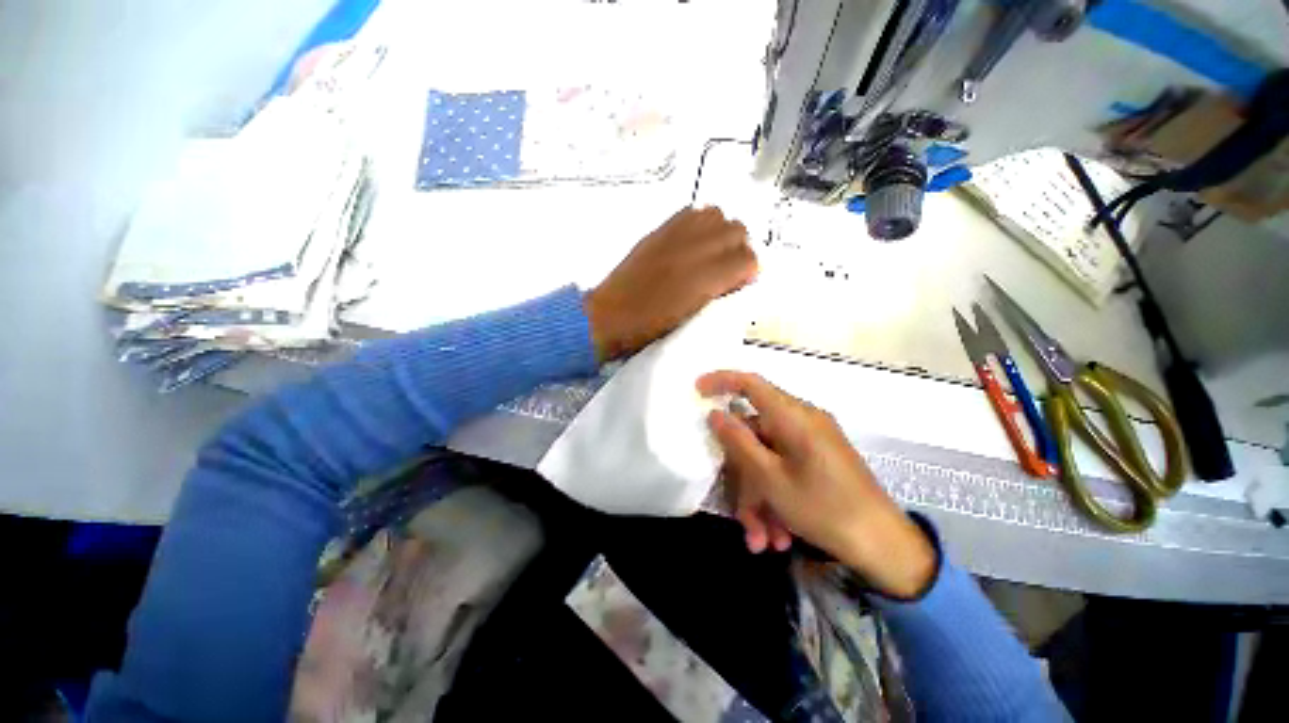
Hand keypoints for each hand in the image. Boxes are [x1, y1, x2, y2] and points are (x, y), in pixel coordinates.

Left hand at [585, 207, 756, 361]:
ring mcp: (676, 234)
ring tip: (711, 253)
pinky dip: (699, 224)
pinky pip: (691, 213)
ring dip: (721, 232)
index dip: (749, 272)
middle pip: (738, 230)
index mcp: (705, 279)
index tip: (741, 283)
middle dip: (739, 249)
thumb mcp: (694, 318)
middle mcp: (695, 249)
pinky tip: (692, 243)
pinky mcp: (659, 230)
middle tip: (728, 268)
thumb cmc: (651, 328)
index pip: (748, 259)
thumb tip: (737, 279)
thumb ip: (720, 295)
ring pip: (717, 215)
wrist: (611, 315)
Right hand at [697, 371, 936, 598]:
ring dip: (760, 498)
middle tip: (741, 516)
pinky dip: (776, 498)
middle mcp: (803, 422)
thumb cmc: (826, 510)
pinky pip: (785, 469)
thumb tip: (715, 414)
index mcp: (794, 417)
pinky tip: (779, 535)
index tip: (697, 390)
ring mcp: (813, 442)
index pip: (751, 383)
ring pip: (768, 459)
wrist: (887, 548)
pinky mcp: (819, 459)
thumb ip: (738, 442)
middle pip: (755, 436)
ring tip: (762, 540)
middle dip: (744, 477)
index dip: (721, 381)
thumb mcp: (771, 479)